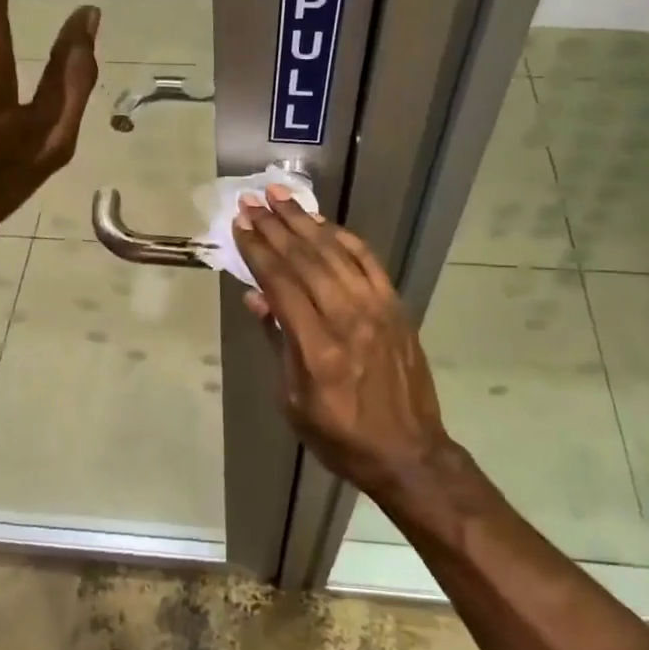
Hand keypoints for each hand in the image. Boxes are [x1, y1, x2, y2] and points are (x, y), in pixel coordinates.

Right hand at [233, 188, 453, 496]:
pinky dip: (342, 237)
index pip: (281, 283)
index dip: (257, 250)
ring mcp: (376, 309)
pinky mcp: (395, 306)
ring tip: (280, 196)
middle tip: (252, 200)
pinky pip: (367, 261)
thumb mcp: (293, 401)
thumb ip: (277, 342)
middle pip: (305, 259)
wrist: (409, 453)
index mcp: (317, 349)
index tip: (240, 224)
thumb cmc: (340, 436)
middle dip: (275, 226)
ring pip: (335, 252)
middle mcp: (347, 319)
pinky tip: (322, 222)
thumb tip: (256, 296)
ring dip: (304, 221)